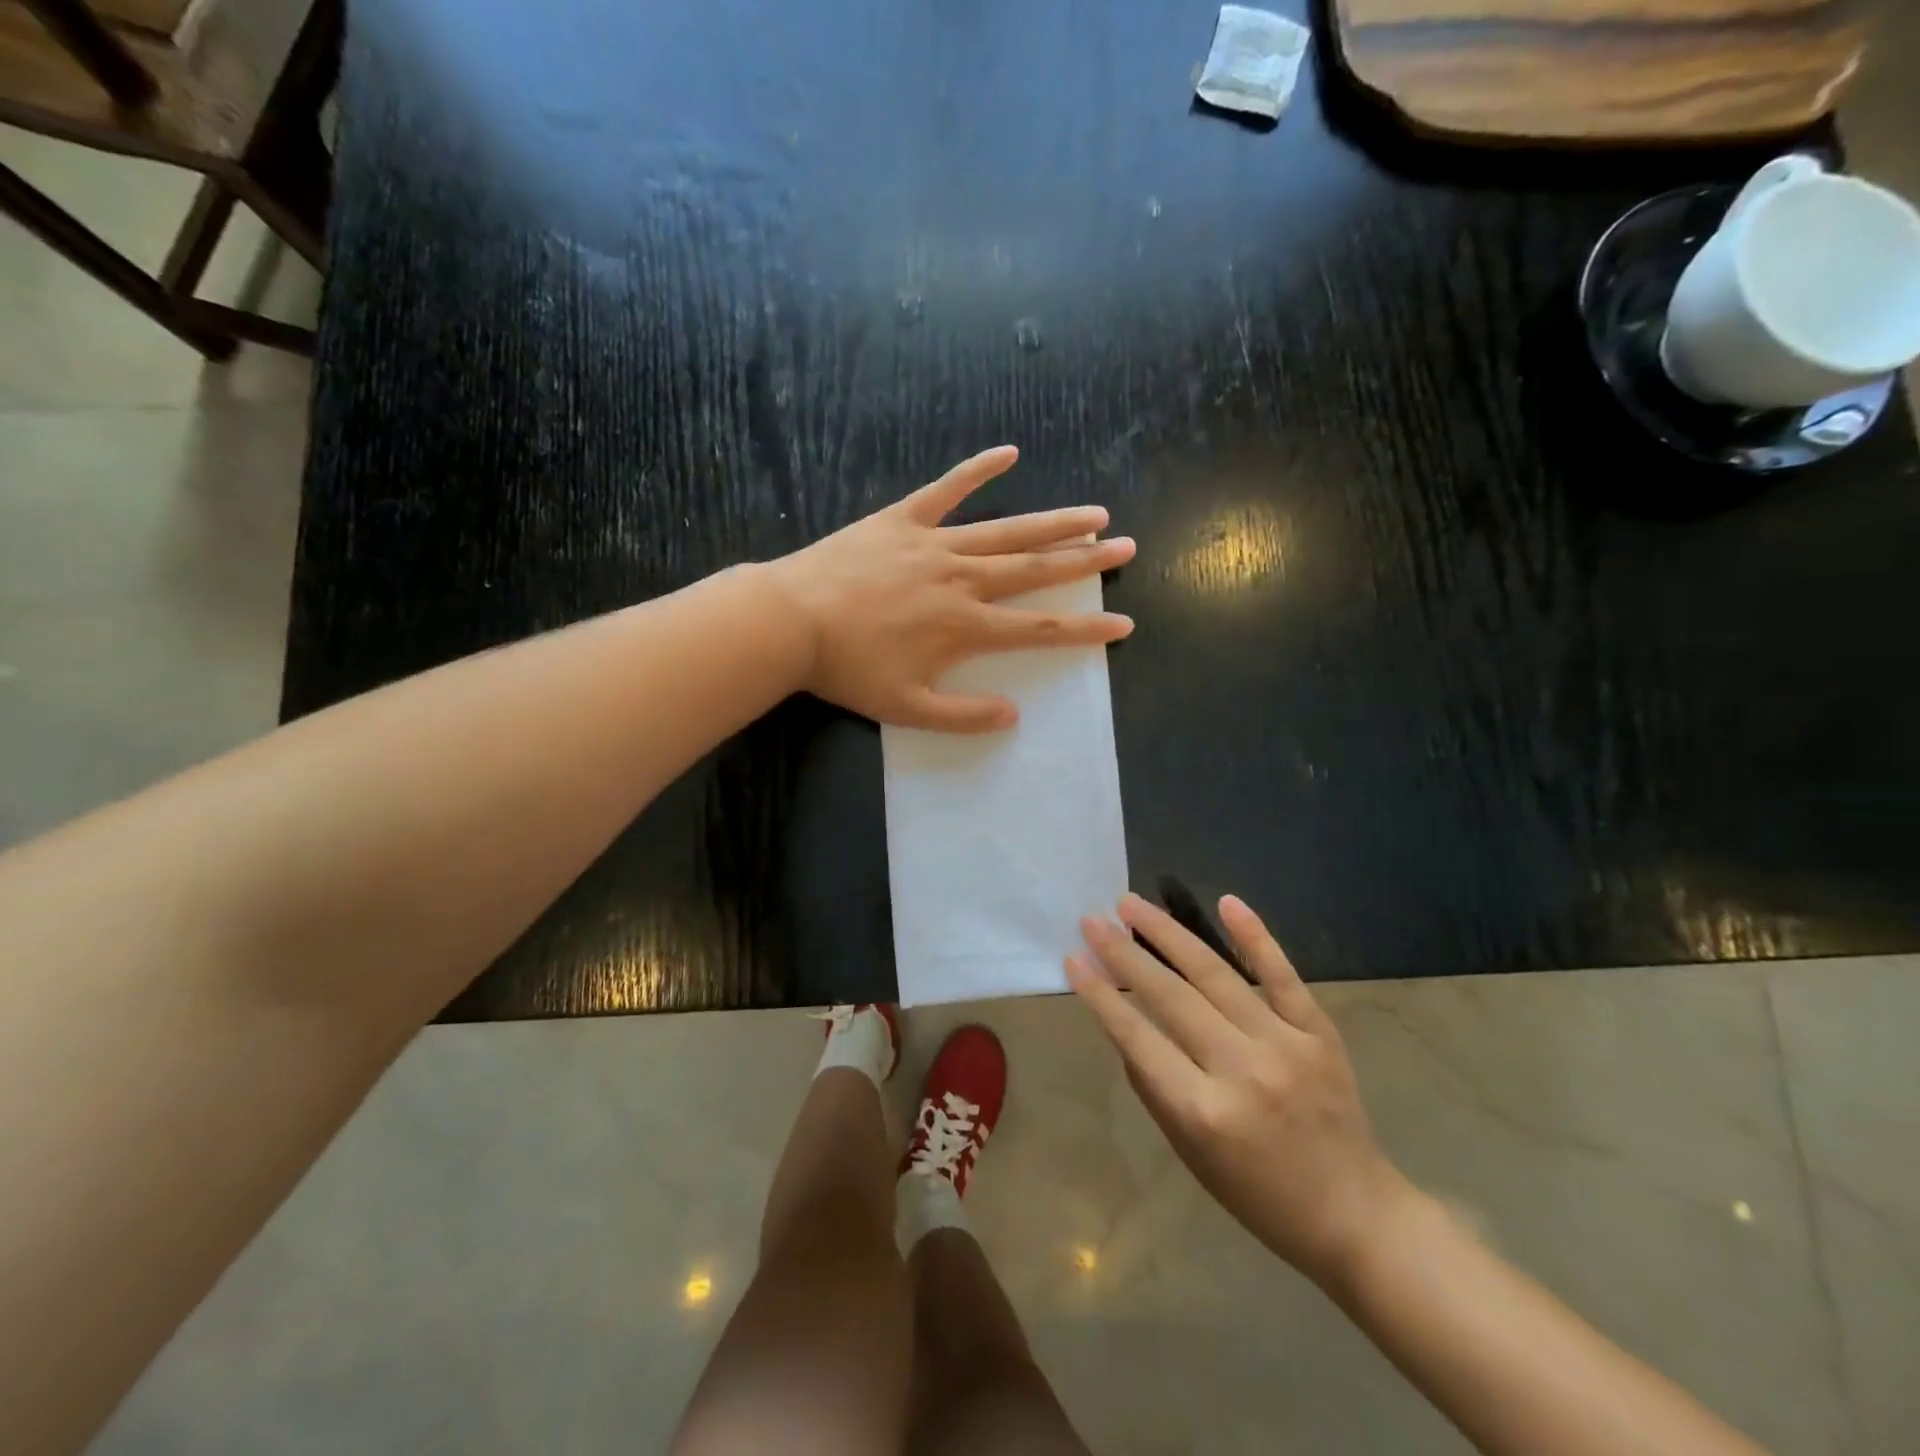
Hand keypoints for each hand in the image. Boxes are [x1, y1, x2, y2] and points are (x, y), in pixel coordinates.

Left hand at [763, 446, 1134, 730]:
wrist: (790, 622)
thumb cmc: (848, 670)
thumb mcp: (906, 709)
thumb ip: (963, 715)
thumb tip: (1013, 716)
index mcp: (965, 627)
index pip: (1041, 629)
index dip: (1086, 629)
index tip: (1124, 623)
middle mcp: (962, 580)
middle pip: (1036, 569)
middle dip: (1085, 560)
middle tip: (1125, 547)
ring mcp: (934, 544)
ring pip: (1006, 530)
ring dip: (1053, 522)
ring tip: (1093, 514)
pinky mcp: (903, 520)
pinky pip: (946, 490)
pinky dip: (977, 470)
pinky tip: (1009, 453)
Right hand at [1068, 893, 1411, 1286]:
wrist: (1355, 1215)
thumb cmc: (1258, 1194)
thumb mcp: (1189, 1153)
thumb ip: (1154, 1086)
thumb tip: (1125, 1025)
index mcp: (1203, 1112)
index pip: (1137, 1038)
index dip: (1101, 995)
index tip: (1074, 958)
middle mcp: (1241, 1070)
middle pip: (1171, 996)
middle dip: (1124, 953)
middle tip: (1094, 920)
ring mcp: (1284, 1045)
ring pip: (1216, 974)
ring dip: (1168, 933)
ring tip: (1132, 904)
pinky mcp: (1318, 1033)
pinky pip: (1282, 976)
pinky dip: (1255, 936)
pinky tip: (1226, 902)